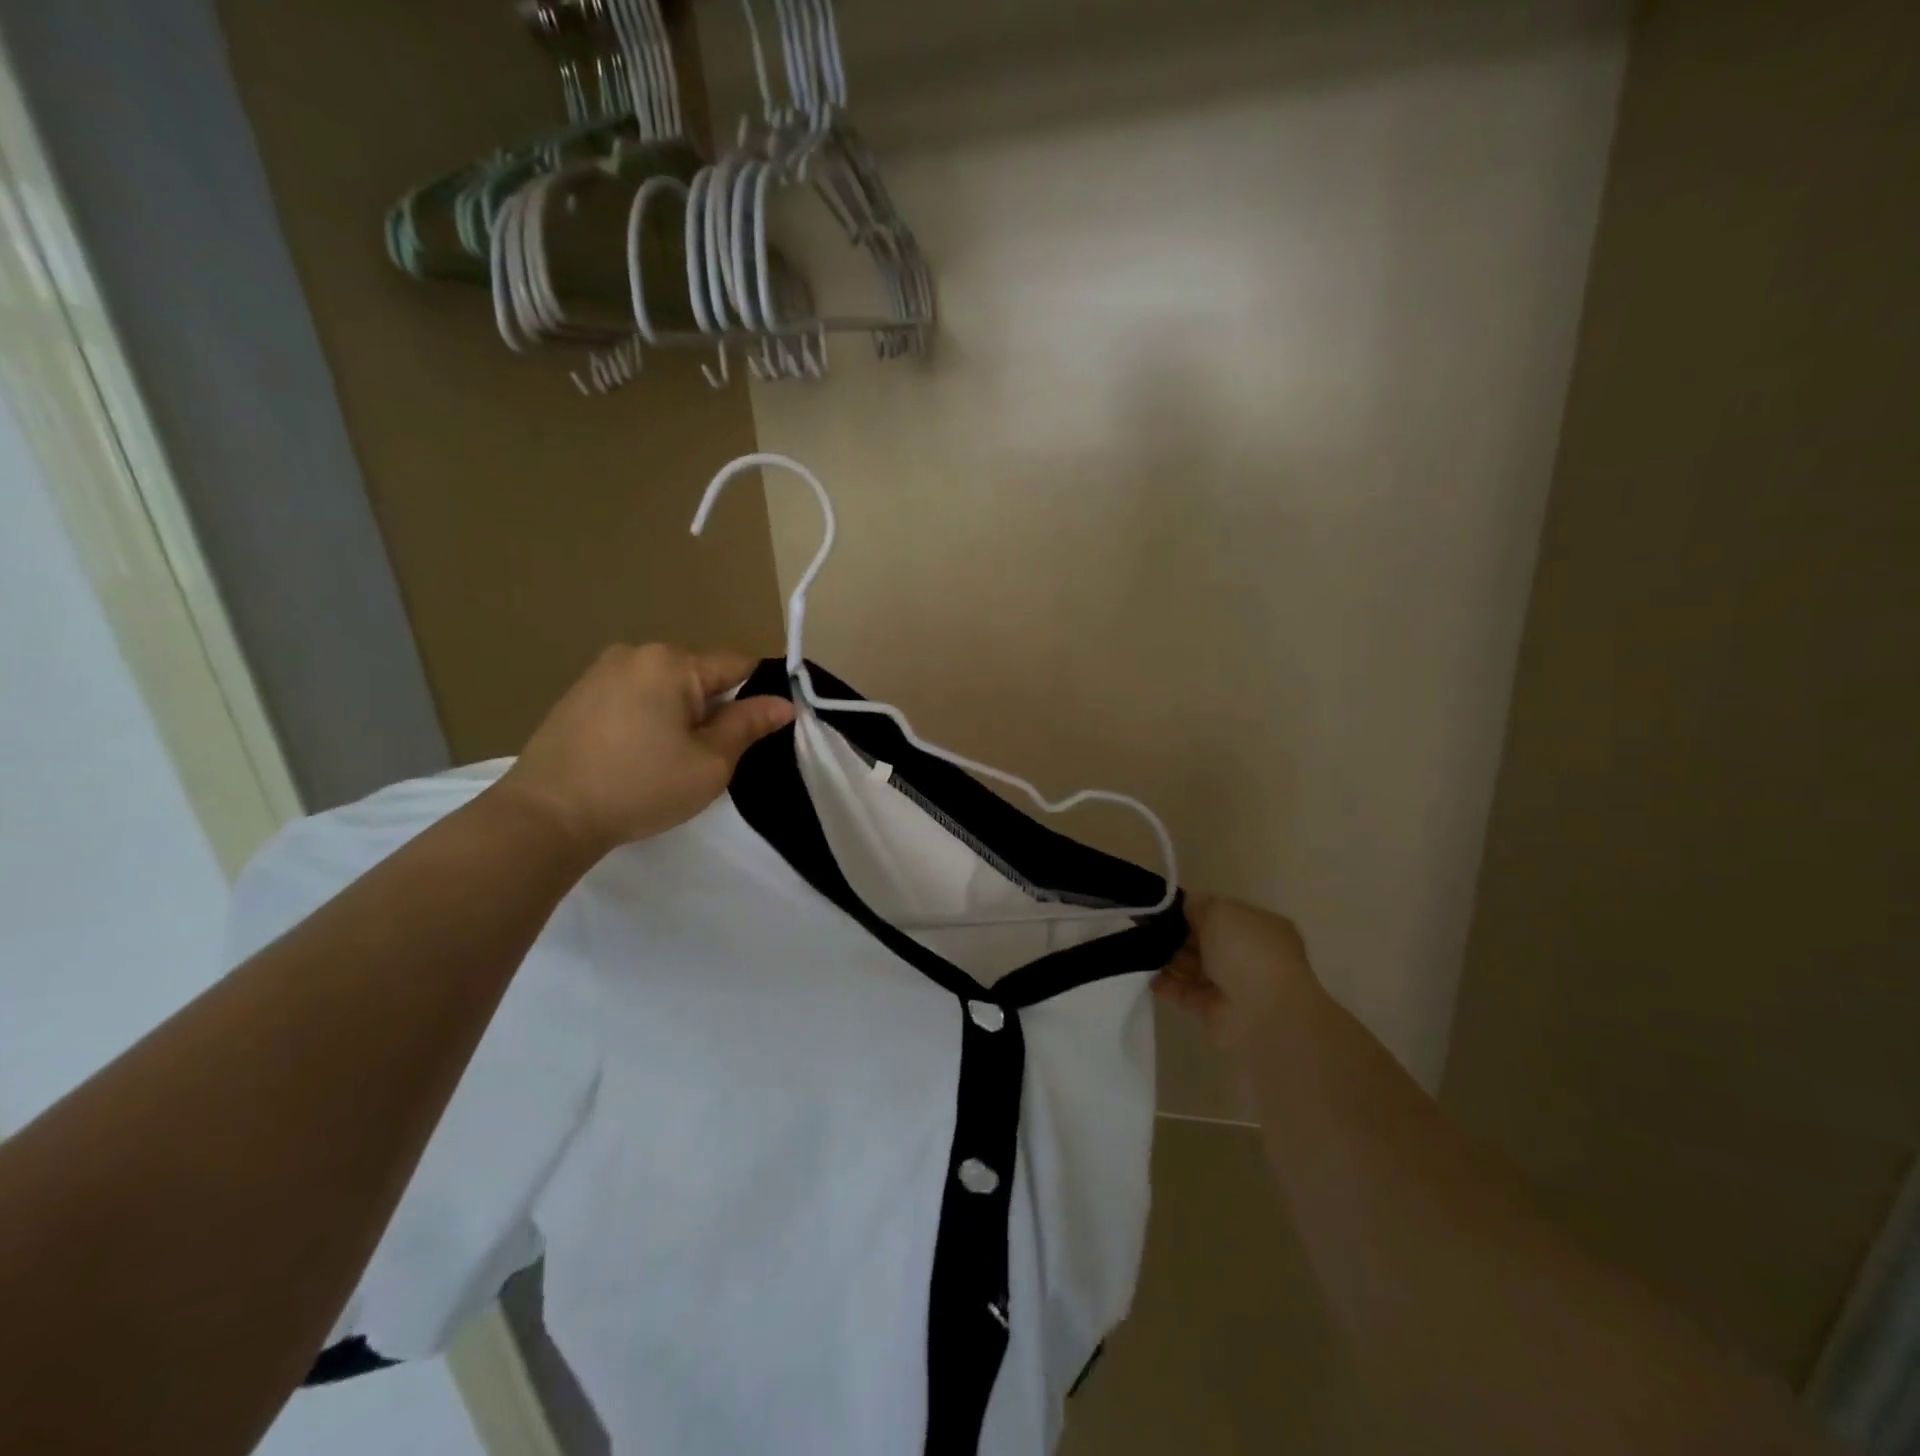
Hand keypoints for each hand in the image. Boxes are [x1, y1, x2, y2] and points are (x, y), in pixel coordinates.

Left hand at [494, 644, 794, 860]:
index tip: (758, 732)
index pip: (739, 663)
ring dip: (681, 713)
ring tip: (669, 758)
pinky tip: (637, 754)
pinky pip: (635, 695)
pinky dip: (649, 717)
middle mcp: (636, 652)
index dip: (759, 694)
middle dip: (715, 707)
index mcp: (672, 661)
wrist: (545, 816)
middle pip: (701, 673)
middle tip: (710, 755)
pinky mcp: (578, 694)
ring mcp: (601, 671)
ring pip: (666, 685)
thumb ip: (749, 725)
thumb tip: (784, 703)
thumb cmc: (640, 787)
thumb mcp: (711, 762)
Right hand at [1154, 893, 1318, 1047]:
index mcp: (1259, 927)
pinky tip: (1147, 978)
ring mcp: (1233, 984)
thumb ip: (1198, 905)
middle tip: (1145, 928)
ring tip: (1141, 952)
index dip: (1192, 909)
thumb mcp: (1220, 913)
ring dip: (1169, 959)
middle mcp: (1248, 954)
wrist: (1264, 1015)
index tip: (1162, 907)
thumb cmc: (1247, 952)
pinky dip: (1167, 986)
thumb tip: (1184, 904)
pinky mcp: (1215, 1011)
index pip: (1221, 913)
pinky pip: (1186, 993)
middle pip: (1204, 940)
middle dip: (1176, 934)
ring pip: (1194, 967)